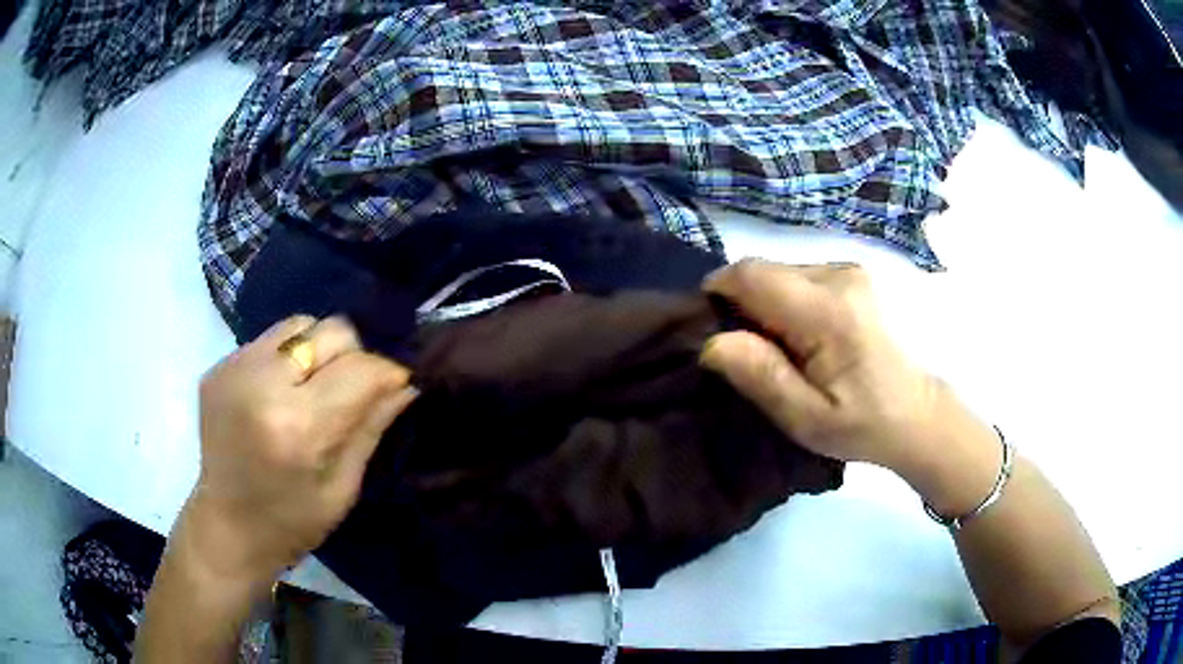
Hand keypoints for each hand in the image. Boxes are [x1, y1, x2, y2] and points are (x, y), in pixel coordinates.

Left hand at [183, 315, 416, 585]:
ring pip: (300, 325)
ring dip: (319, 349)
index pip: (360, 368)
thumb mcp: (342, 488)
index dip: (387, 373)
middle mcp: (261, 384)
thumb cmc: (291, 523)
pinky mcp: (219, 366)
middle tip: (353, 391)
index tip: (398, 385)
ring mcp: (234, 369)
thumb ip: (371, 427)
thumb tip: (406, 383)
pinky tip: (283, 392)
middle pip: (331, 331)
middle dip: (354, 356)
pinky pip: (269, 340)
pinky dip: (288, 357)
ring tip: (315, 387)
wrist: (225, 527)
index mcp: (296, 426)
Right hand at [700, 260, 961, 473]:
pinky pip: (801, 277)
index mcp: (829, 311)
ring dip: (768, 305)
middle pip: (765, 271)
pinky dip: (789, 302)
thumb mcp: (806, 418)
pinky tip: (806, 337)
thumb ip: (761, 376)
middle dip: (745, 305)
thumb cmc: (863, 424)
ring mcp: (850, 270)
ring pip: (781, 272)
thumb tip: (712, 342)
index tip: (713, 331)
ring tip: (784, 350)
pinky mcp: (855, 274)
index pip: (751, 275)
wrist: (917, 412)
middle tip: (753, 353)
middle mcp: (840, 275)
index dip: (718, 293)